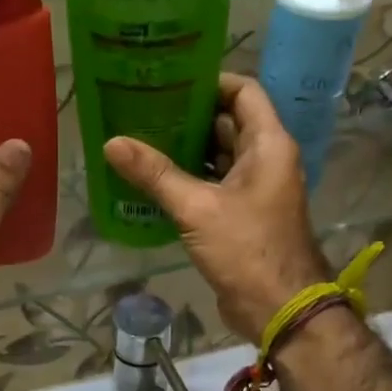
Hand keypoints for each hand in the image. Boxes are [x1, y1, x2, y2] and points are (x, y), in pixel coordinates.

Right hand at [105, 74, 328, 342]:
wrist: (279, 308)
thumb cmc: (246, 248)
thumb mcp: (197, 207)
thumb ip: (155, 173)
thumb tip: (112, 142)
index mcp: (267, 144)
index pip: (243, 91)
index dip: (209, 81)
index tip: (169, 81)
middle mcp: (266, 159)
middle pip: (226, 122)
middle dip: (187, 116)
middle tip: (143, 109)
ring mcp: (255, 189)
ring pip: (217, 156)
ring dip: (184, 149)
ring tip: (140, 139)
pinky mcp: (242, 215)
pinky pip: (213, 184)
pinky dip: (187, 178)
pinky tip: (152, 179)